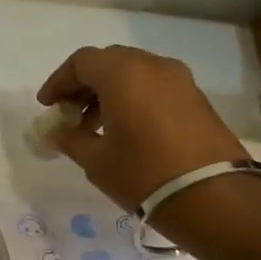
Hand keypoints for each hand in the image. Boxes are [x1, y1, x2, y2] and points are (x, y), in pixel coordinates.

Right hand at [37, 45, 249, 214]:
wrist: (213, 197)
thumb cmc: (143, 173)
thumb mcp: (96, 160)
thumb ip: (70, 139)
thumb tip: (56, 132)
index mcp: (123, 74)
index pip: (81, 62)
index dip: (58, 81)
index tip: (47, 106)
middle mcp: (153, 66)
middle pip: (108, 62)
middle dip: (83, 84)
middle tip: (69, 112)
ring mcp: (179, 80)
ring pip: (133, 73)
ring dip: (108, 92)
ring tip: (94, 126)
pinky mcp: (196, 98)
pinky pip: (153, 86)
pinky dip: (132, 98)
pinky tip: (123, 129)